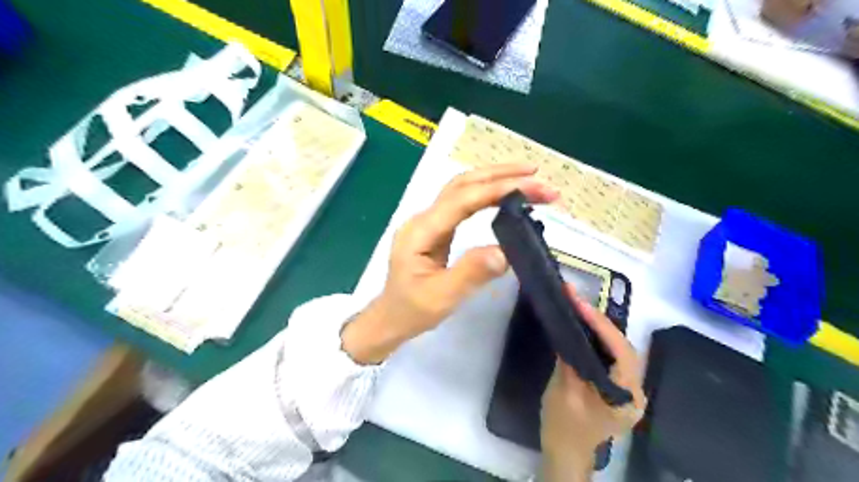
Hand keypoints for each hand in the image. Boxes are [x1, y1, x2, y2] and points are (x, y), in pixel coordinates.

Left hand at [343, 163, 557, 362]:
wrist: (390, 317)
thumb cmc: (412, 310)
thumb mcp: (441, 297)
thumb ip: (470, 273)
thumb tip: (504, 252)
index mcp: (421, 231)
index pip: (462, 199)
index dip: (498, 189)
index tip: (532, 186)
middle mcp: (424, 218)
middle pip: (462, 183)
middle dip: (500, 175)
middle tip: (537, 174)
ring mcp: (430, 221)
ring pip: (462, 188)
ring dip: (494, 178)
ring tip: (527, 177)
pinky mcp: (437, 228)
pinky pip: (463, 202)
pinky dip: (486, 193)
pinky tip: (504, 195)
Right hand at [538, 285, 648, 479]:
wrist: (565, 453)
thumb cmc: (563, 427)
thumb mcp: (563, 392)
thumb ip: (571, 360)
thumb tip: (571, 329)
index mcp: (627, 397)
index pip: (621, 351)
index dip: (601, 325)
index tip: (579, 303)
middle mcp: (635, 391)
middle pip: (623, 348)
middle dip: (601, 322)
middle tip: (578, 302)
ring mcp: (628, 390)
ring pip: (618, 350)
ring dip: (600, 329)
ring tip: (580, 309)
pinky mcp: (617, 388)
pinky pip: (612, 357)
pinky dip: (599, 341)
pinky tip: (585, 329)